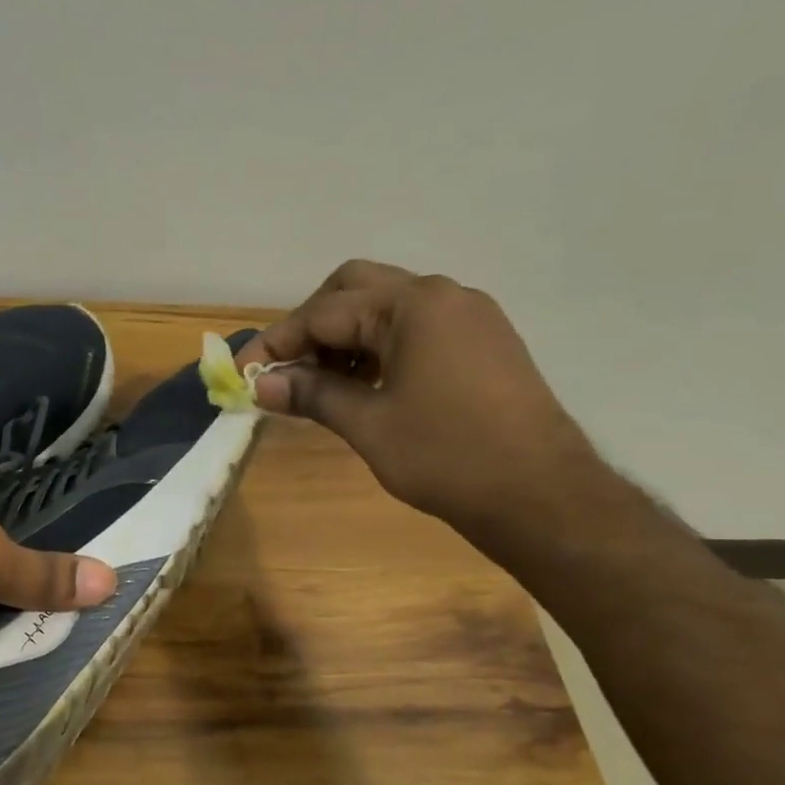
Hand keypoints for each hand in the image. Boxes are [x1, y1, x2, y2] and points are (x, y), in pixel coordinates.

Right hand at [237, 260, 602, 532]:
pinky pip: (416, 326)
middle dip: (312, 324)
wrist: (542, 494)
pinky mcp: (484, 340)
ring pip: (386, 306)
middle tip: (287, 368)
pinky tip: (366, 383)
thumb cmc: (446, 456)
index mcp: (413, 305)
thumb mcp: (367, 424)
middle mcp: (442, 294)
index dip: (277, 343)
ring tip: (321, 382)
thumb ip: (311, 393)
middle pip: (354, 289)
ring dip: (346, 335)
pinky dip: (380, 345)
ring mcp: (469, 315)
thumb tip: (260, 385)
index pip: (324, 312)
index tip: (242, 373)